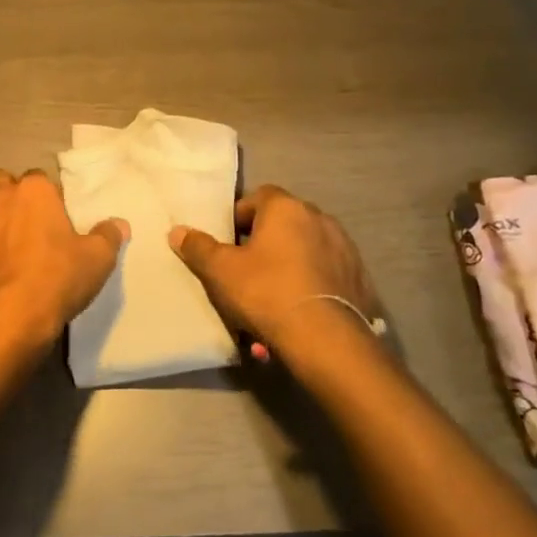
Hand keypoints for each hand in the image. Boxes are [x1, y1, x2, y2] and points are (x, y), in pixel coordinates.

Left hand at [0, 169, 127, 357]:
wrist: (7, 318)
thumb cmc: (57, 279)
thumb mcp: (97, 259)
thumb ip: (108, 236)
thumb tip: (119, 224)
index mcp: (33, 191)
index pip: (39, 178)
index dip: (46, 197)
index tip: (54, 219)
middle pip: (1, 184)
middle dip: (9, 197)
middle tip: (24, 226)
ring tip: (3, 254)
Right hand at [169, 185, 379, 356]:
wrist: (327, 339)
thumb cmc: (267, 292)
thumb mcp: (221, 271)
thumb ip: (198, 247)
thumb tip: (177, 231)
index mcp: (286, 208)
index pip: (259, 197)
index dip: (239, 217)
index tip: (228, 242)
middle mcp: (319, 218)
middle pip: (283, 224)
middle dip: (264, 244)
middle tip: (246, 272)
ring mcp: (344, 248)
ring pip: (305, 251)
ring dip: (288, 267)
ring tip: (271, 301)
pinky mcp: (359, 278)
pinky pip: (325, 275)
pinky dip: (310, 287)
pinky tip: (297, 314)